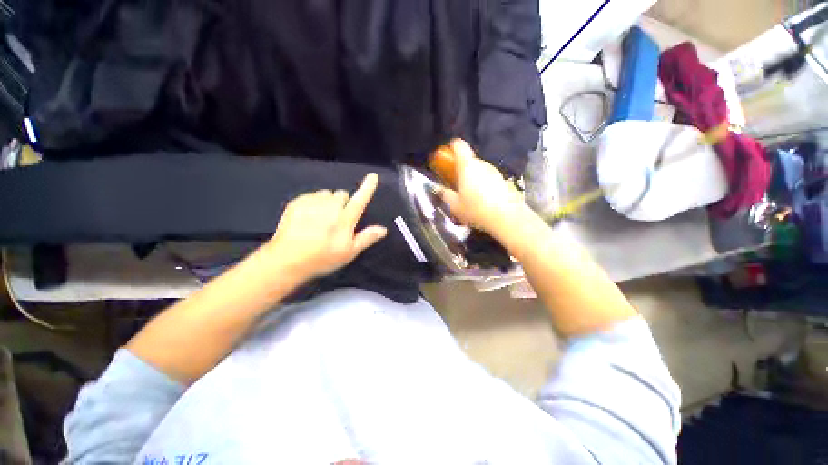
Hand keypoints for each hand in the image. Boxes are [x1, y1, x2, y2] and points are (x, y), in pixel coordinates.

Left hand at [266, 173, 387, 280]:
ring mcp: (312, 203)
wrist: (287, 260)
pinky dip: (314, 202)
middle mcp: (330, 206)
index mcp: (344, 219)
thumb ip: (367, 238)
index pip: (360, 199)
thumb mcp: (349, 252)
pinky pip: (312, 195)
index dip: (368, 188)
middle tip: (337, 219)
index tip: (373, 176)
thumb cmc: (322, 258)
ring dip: (328, 201)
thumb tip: (383, 229)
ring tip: (321, 218)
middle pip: (342, 194)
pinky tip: (308, 217)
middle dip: (342, 202)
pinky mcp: (297, 202)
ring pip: (326, 193)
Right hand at [438, 139, 528, 237]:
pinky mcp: (504, 181)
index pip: (459, 146)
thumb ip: (445, 195)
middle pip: (470, 161)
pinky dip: (484, 186)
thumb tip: (439, 189)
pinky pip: (489, 180)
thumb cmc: (475, 209)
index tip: (447, 156)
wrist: (507, 218)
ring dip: (474, 179)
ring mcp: (495, 172)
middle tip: (457, 185)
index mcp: (467, 166)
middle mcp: (482, 164)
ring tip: (470, 197)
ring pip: (480, 171)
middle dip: (462, 170)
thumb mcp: (455, 205)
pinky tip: (484, 201)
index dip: (452, 147)